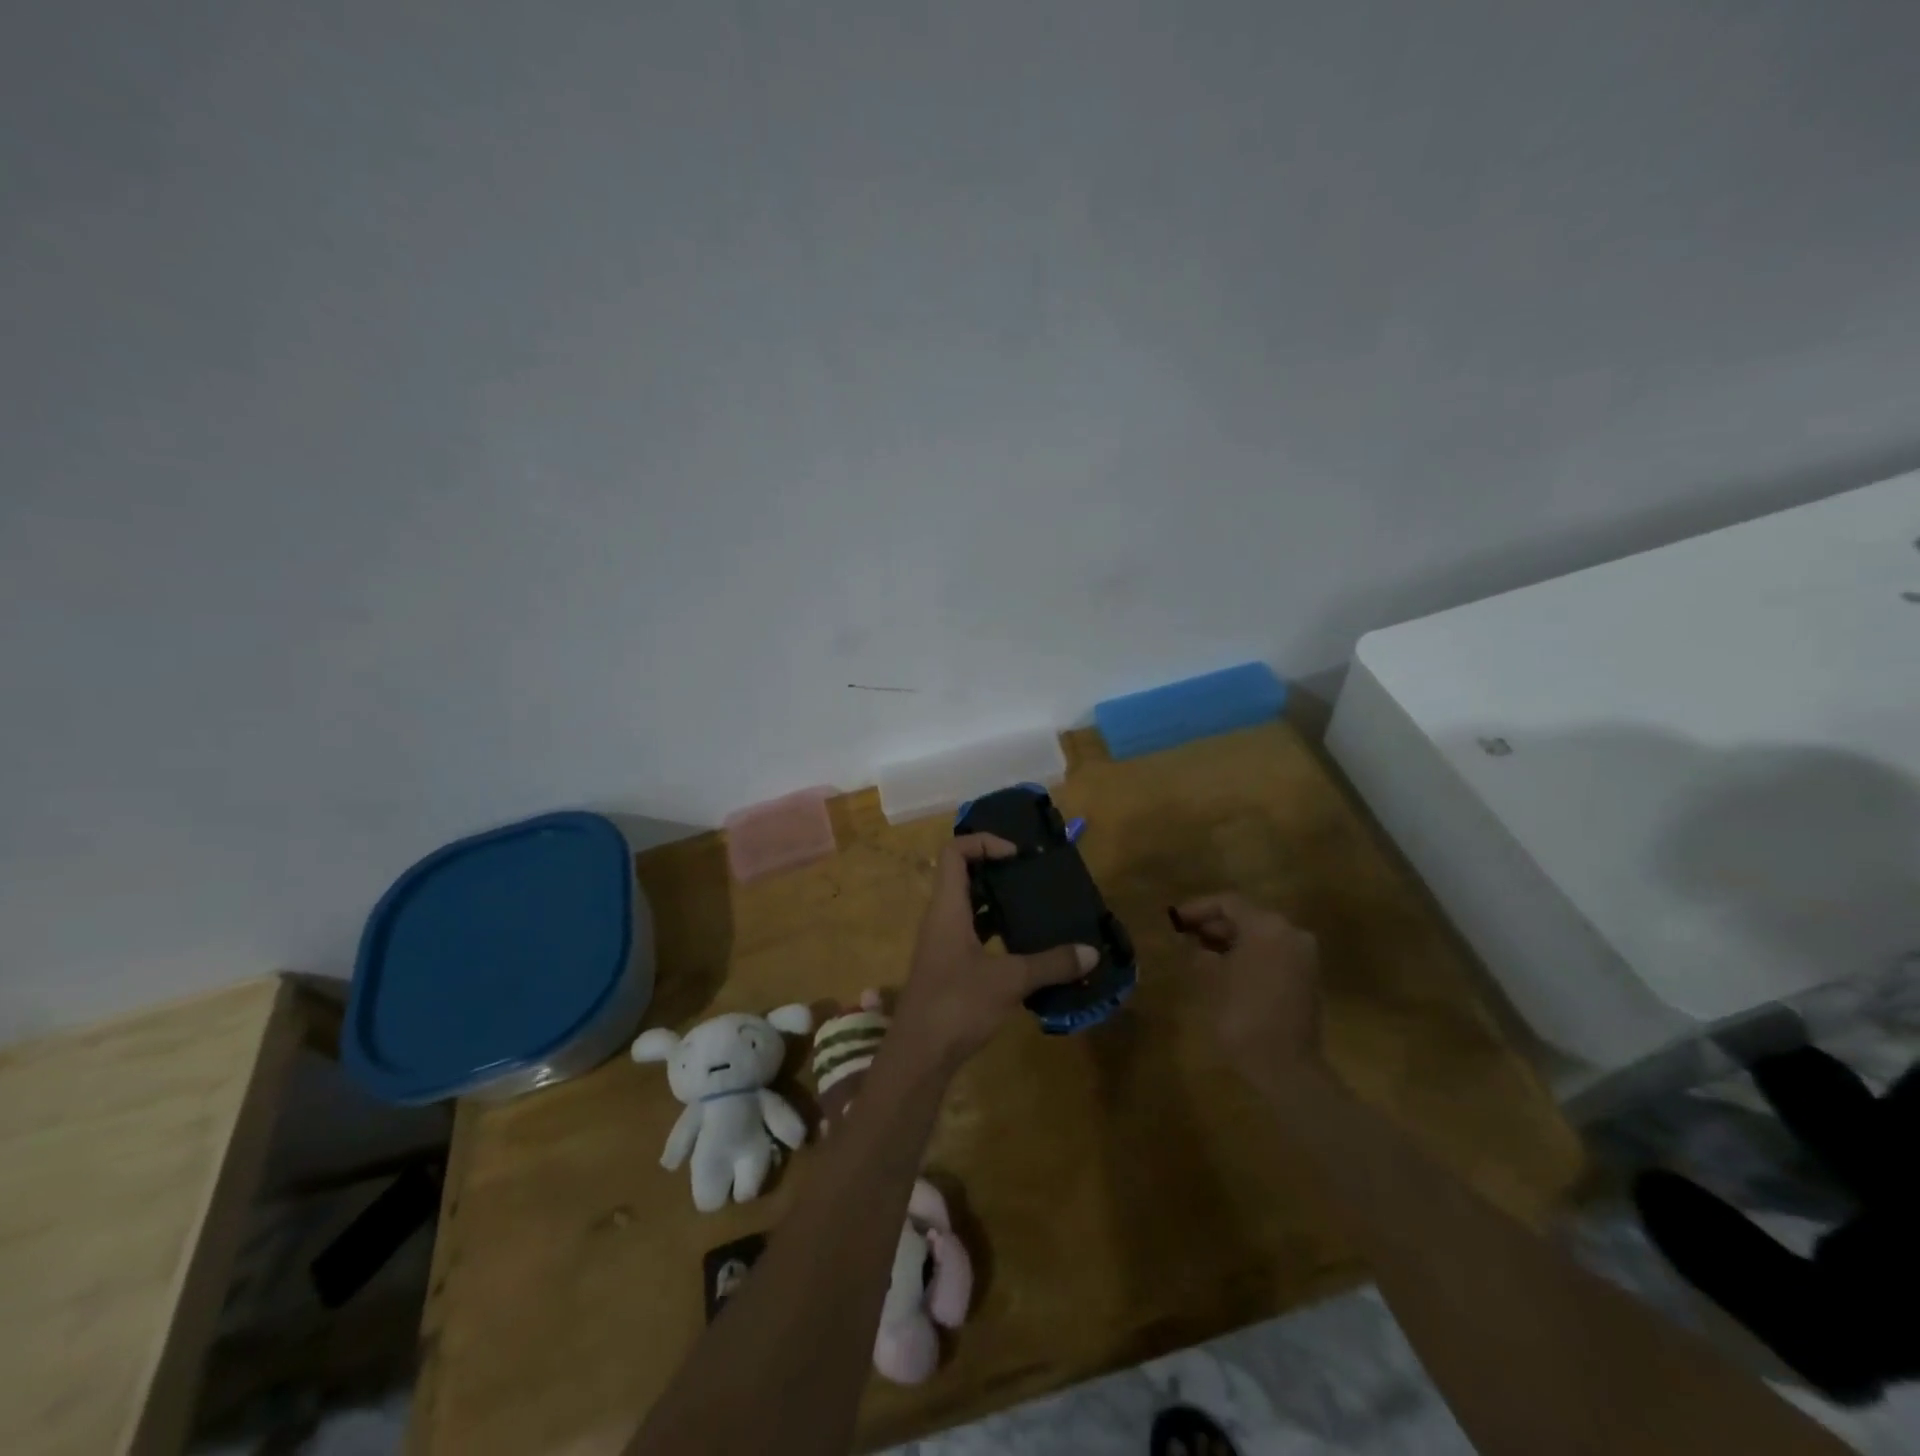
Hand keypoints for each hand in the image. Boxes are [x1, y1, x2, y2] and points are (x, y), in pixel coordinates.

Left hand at [892, 834, 1096, 1067]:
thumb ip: (1051, 964)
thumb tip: (1091, 952)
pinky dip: (996, 932)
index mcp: (947, 908)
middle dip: (997, 870)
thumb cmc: (957, 1005)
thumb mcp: (1009, 981)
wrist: (918, 1056)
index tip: (1016, 855)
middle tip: (1032, 876)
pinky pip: (972, 934)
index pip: (954, 853)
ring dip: (998, 903)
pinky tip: (1025, 947)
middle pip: (963, 876)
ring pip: (969, 907)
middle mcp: (940, 919)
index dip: (983, 843)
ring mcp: (941, 944)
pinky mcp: (947, 967)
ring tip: (1035, 907)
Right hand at [1172, 892, 1321, 1081]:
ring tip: (1200, 952)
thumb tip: (1192, 942)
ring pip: (1260, 935)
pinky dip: (1249, 954)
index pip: (1228, 903)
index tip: (1175, 920)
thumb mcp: (1211, 978)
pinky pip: (1273, 952)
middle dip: (1215, 924)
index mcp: (1267, 926)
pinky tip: (1225, 968)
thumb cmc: (1243, 1015)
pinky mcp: (1306, 976)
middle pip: (1247, 916)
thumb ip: (1199, 952)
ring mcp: (1303, 955)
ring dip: (1231, 940)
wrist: (1287, 1066)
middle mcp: (1290, 932)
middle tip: (1185, 936)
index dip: (1198, 908)